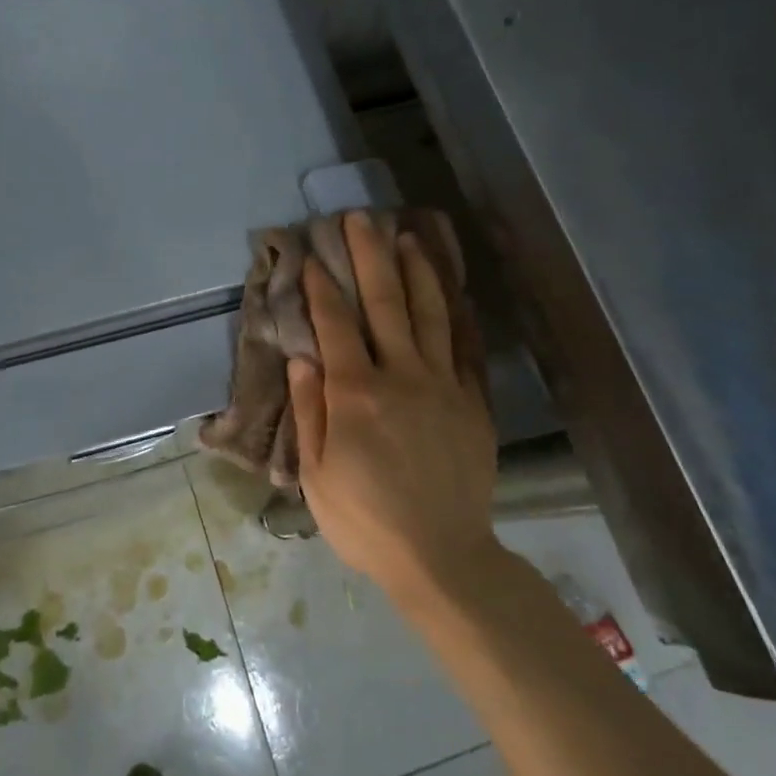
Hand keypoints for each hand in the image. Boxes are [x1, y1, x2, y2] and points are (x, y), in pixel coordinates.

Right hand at [289, 214, 499, 605]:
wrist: (442, 557)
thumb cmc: (364, 519)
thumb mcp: (317, 473)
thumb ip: (310, 410)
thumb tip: (302, 355)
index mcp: (356, 394)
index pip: (335, 324)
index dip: (321, 286)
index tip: (310, 255)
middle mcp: (400, 376)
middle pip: (385, 303)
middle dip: (370, 256)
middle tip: (361, 218)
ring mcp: (443, 386)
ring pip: (431, 314)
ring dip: (417, 271)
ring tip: (408, 235)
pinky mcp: (473, 402)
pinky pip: (466, 348)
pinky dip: (460, 314)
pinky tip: (455, 291)